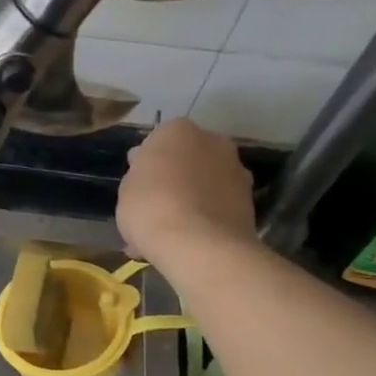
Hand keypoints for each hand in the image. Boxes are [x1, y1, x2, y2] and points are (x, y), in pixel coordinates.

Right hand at [117, 121, 256, 264]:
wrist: (199, 245)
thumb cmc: (151, 207)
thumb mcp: (126, 189)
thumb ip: (138, 174)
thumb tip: (148, 168)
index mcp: (177, 130)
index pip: (157, 141)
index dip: (147, 164)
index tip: (138, 185)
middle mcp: (213, 141)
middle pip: (187, 159)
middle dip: (174, 178)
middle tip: (154, 206)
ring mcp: (236, 170)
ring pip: (204, 183)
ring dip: (191, 199)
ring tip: (170, 232)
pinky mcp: (250, 201)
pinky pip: (217, 206)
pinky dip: (205, 218)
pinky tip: (187, 243)